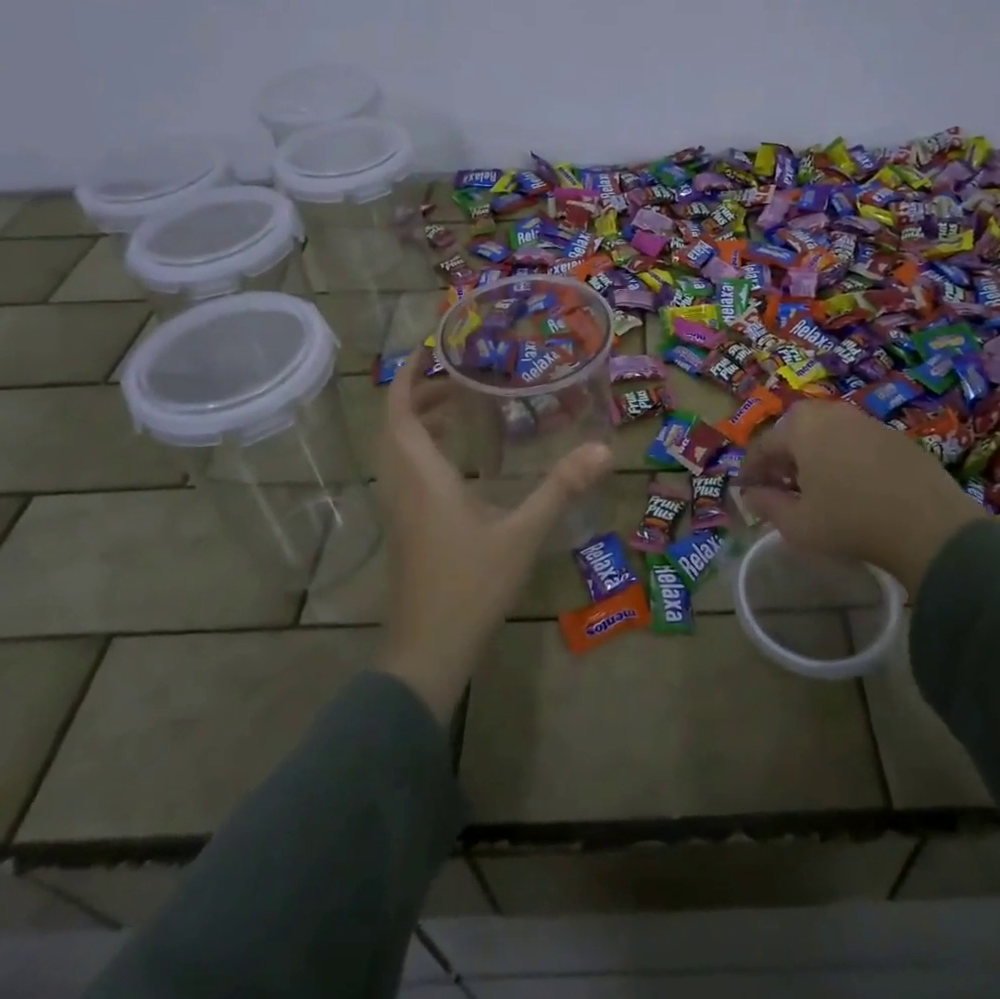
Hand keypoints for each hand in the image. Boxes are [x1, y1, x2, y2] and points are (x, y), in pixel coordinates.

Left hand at [373, 353, 609, 721]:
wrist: (429, 650)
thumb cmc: (471, 586)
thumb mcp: (523, 534)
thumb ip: (561, 488)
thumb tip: (603, 449)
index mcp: (422, 477)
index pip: (399, 412)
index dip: (408, 376)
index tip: (431, 348)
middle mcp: (402, 486)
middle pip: (395, 425)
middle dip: (419, 393)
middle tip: (459, 376)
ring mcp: (399, 509)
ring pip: (397, 450)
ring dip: (419, 421)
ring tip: (460, 407)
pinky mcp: (405, 528)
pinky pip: (405, 471)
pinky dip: (423, 448)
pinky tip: (460, 460)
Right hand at [739, 399, 985, 593]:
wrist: (929, 525)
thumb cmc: (850, 521)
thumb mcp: (798, 524)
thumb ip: (767, 505)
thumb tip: (750, 494)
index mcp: (801, 427)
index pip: (764, 445)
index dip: (750, 470)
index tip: (746, 491)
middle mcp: (831, 412)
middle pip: (795, 431)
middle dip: (783, 458)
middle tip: (781, 487)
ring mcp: (866, 420)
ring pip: (826, 433)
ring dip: (814, 455)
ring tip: (815, 488)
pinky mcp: (894, 435)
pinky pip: (855, 441)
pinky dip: (844, 457)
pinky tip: (852, 487)